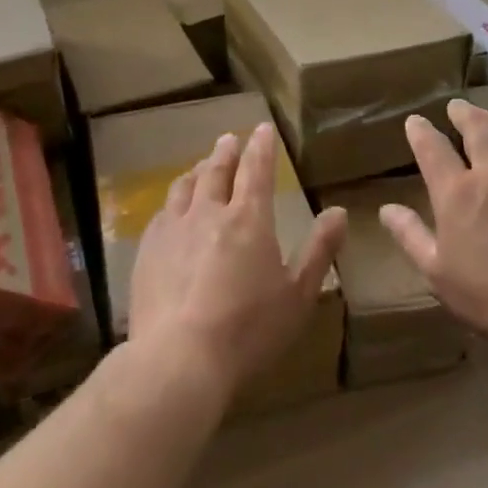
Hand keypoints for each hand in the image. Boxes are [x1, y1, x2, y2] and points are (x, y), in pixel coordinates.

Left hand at [127, 123, 346, 401]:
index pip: (256, 169)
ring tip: (201, 166)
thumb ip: (319, 250)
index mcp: (248, 219)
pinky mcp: (147, 250)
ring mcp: (173, 229)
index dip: (261, 146)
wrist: (178, 359)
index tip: (263, 128)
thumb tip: (339, 212)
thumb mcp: (298, 294)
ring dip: (197, 172)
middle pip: (216, 171)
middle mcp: (209, 213)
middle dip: (226, 152)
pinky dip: (173, 201)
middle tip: (229, 139)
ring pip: (185, 187)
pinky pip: (162, 213)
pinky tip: (172, 209)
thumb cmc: (248, 329)